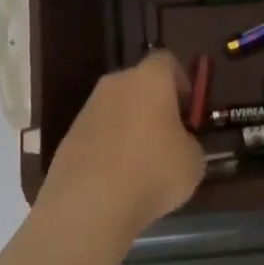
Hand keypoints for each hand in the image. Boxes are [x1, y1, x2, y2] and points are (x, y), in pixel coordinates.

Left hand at [44, 50, 204, 234]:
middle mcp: (115, 84)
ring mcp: (87, 109)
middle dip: (155, 106)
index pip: (167, 61)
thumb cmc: (153, 172)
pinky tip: (117, 180)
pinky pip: (99, 134)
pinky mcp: (69, 136)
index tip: (188, 112)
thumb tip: (179, 144)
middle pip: (139, 85)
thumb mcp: (194, 161)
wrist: (89, 203)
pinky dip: (109, 148)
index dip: (182, 82)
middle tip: (169, 139)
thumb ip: (189, 142)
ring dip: (130, 128)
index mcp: (149, 79)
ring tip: (142, 166)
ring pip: (117, 110)